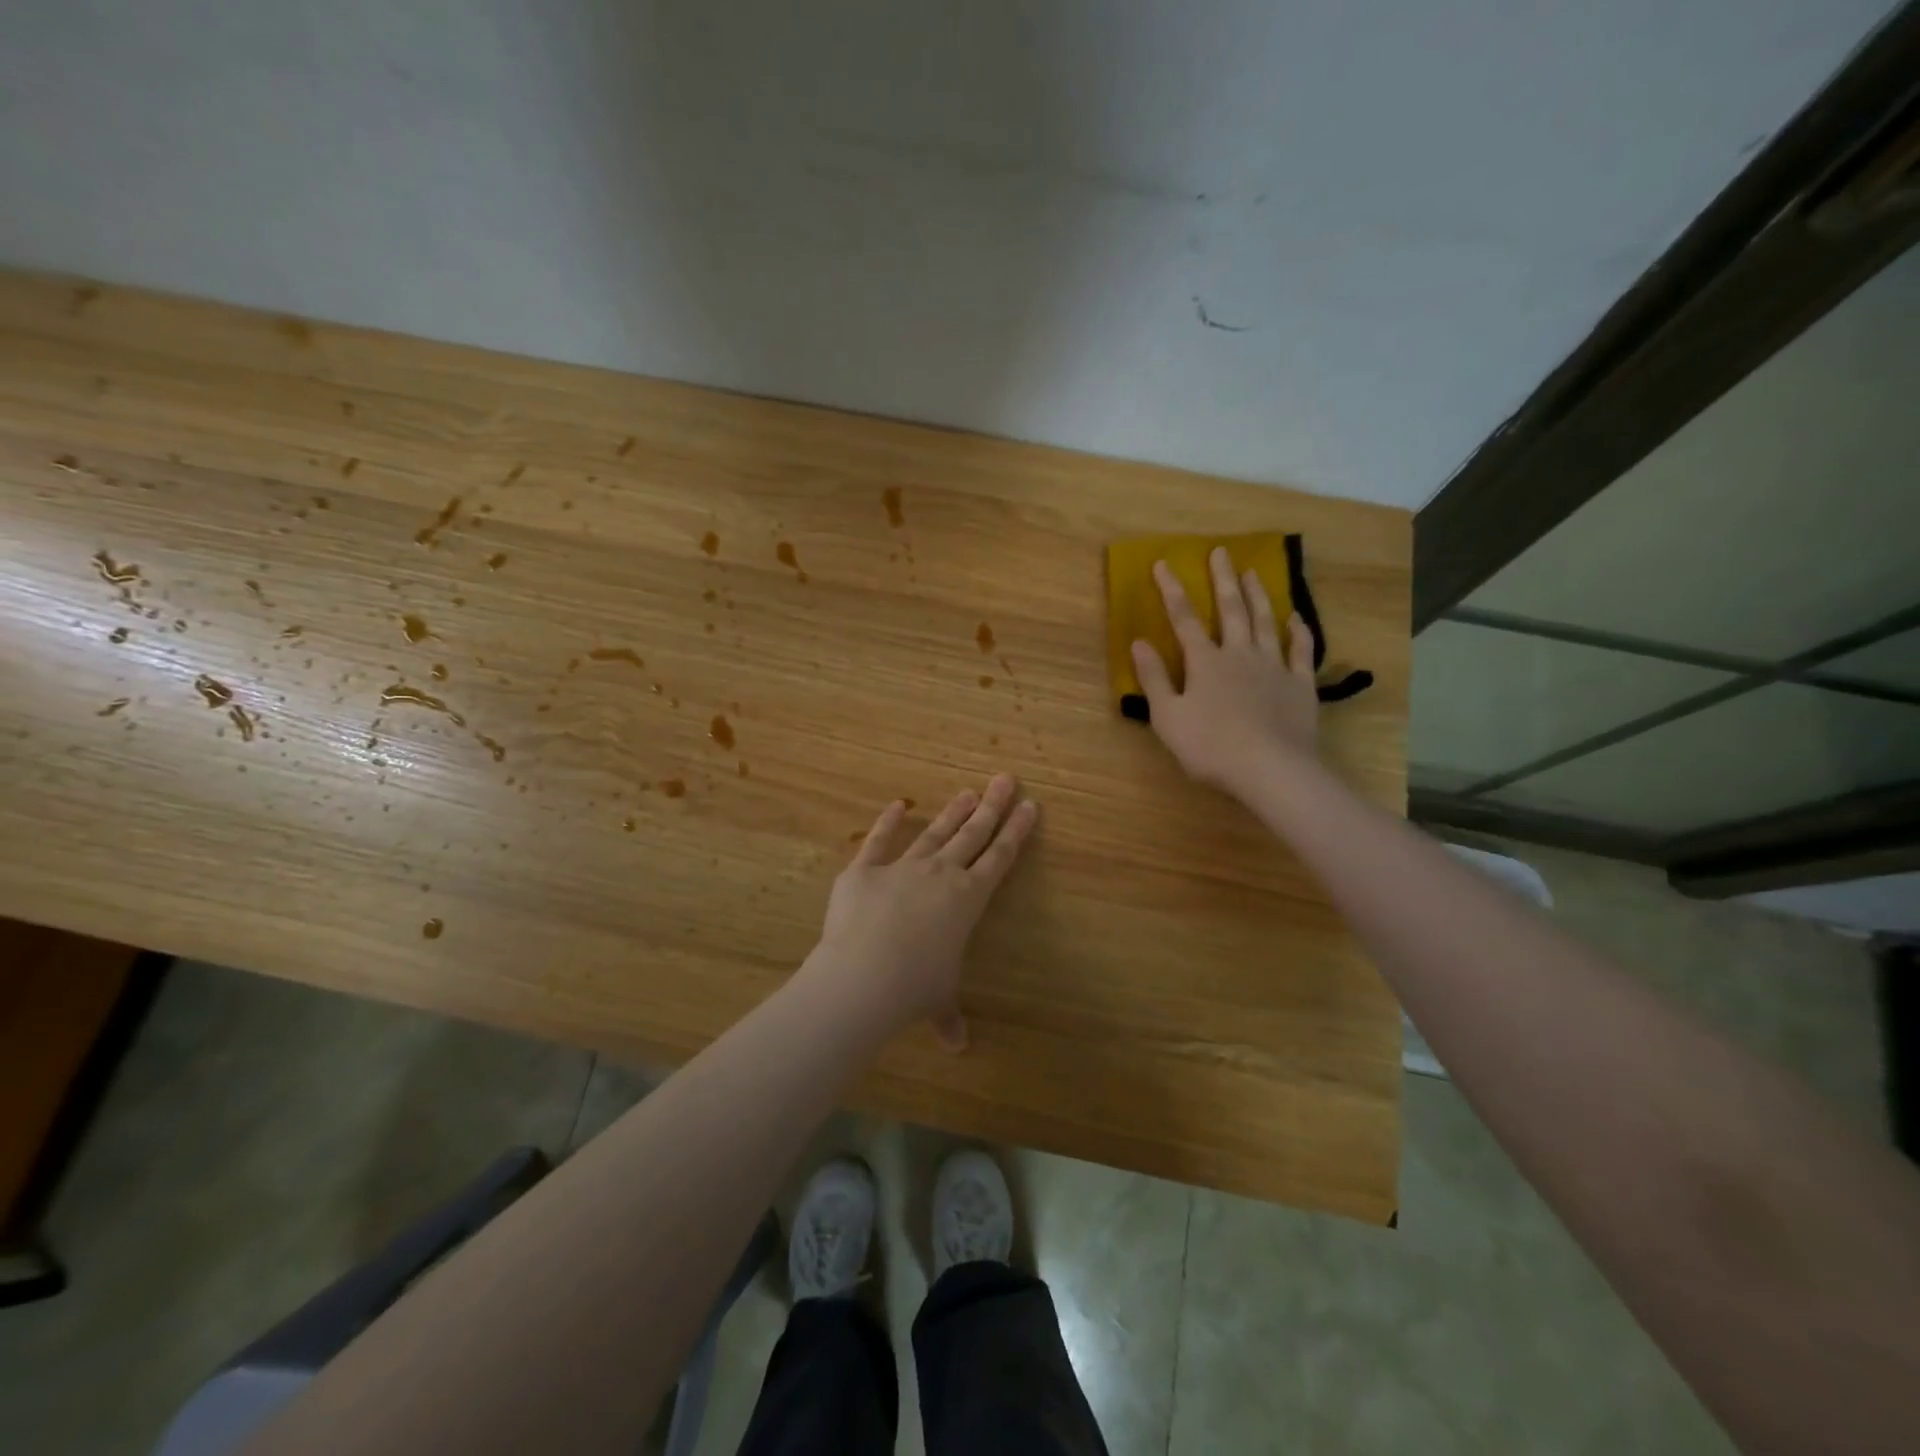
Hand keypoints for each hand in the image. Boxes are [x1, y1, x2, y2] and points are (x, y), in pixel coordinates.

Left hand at [809, 774, 1038, 1049]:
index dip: (1016, 831)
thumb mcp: (938, 1000)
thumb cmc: (914, 988)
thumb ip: (948, 1016)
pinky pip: (878, 841)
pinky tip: (897, 804)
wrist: (863, 975)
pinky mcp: (864, 870)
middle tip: (1005, 779)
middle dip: (992, 807)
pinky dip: (887, 822)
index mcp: (968, 899)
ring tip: (968, 791)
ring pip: (935, 833)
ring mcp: (902, 867)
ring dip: (952, 812)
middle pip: (973, 834)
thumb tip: (956, 1046)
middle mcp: (940, 874)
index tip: (1029, 806)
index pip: (1000, 858)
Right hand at [1130, 548, 1319, 797]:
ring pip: (1265, 622)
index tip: (1164, 563)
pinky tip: (1296, 618)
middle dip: (1222, 579)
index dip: (1172, 590)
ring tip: (1252, 572)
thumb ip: (1154, 678)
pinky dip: (1298, 631)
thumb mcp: (1168, 717)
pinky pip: (1300, 650)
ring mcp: (1274, 667)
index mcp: (1205, 662)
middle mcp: (1240, 654)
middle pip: (1230, 609)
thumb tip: (1139, 642)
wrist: (1271, 769)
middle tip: (1221, 552)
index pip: (1184, 618)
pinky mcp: (1300, 684)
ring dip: (1258, 595)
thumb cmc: (1211, 747)